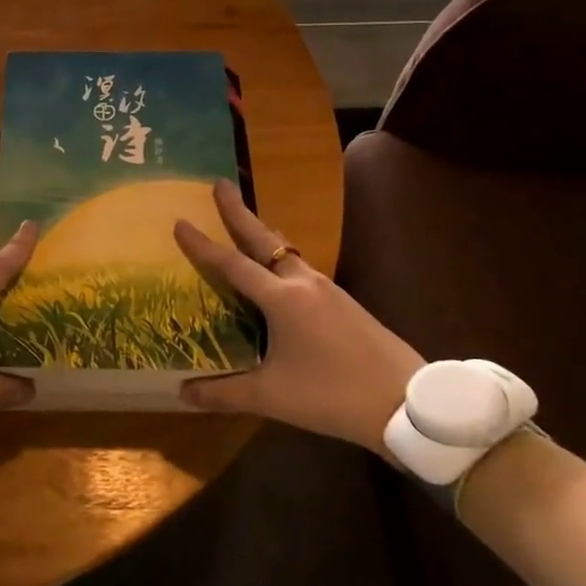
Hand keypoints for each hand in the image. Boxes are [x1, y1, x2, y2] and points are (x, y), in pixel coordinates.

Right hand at [173, 180, 424, 456]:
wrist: (405, 402)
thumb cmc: (331, 394)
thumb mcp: (272, 396)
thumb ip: (224, 393)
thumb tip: (182, 393)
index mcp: (281, 298)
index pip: (232, 264)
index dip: (202, 244)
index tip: (180, 221)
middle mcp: (303, 282)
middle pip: (264, 239)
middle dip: (239, 211)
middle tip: (220, 184)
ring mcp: (327, 288)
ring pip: (287, 251)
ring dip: (263, 234)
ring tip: (246, 224)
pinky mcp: (344, 301)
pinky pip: (302, 268)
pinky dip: (281, 259)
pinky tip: (279, 274)